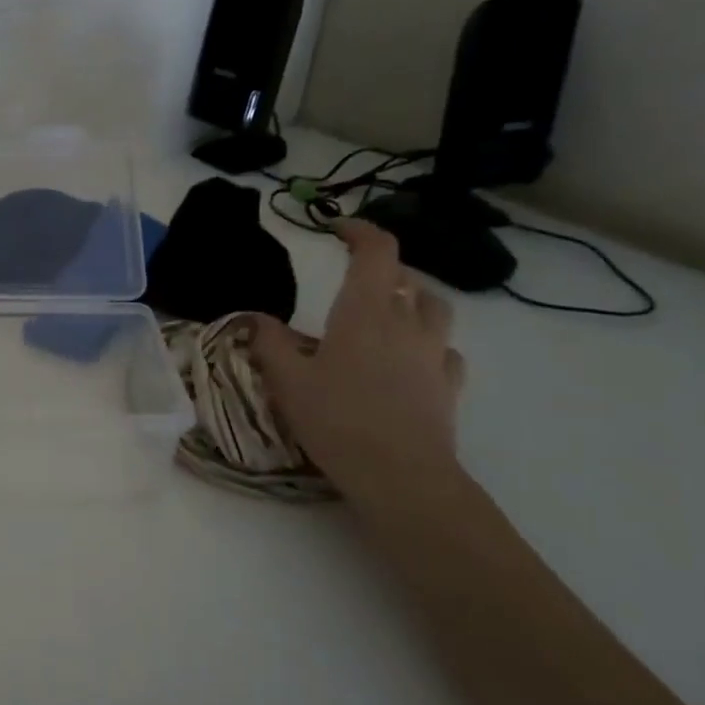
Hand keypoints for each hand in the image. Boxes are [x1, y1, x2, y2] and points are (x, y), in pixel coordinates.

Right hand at [249, 220, 465, 501]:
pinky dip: (428, 345)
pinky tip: (411, 362)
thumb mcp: (287, 380)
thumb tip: (255, 318)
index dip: (360, 230)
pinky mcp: (448, 386)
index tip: (336, 227)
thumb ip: (269, 343)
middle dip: (383, 270)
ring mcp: (433, 355)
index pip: (376, 251)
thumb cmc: (338, 419)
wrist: (401, 476)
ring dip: (413, 301)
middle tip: (354, 281)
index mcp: (364, 312)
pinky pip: (445, 351)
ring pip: (434, 309)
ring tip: (388, 315)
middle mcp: (405, 323)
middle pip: (407, 278)